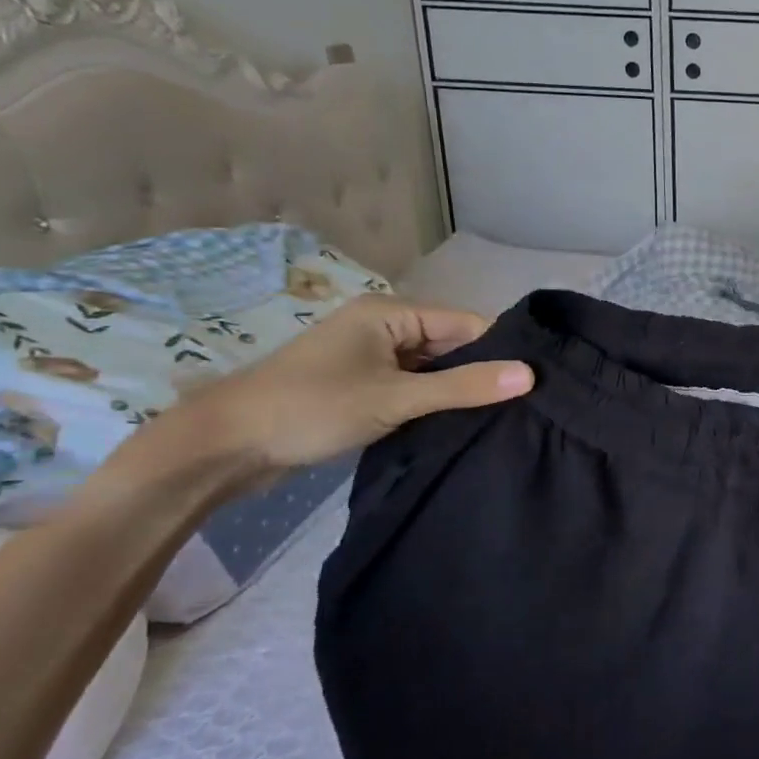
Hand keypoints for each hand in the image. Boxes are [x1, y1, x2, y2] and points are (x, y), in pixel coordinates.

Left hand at [143, 295, 532, 489]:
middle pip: (451, 344)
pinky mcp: (361, 384)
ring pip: (432, 368)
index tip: (535, 382)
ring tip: (499, 417)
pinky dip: (431, 401)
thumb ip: (464, 386)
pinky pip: (412, 385)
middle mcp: (383, 325)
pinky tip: (458, 423)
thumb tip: (530, 375)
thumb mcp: (396, 398)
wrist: (223, 446)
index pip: (468, 323)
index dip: (501, 351)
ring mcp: (370, 356)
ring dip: (456, 390)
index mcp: (391, 312)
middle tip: (523, 405)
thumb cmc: (311, 408)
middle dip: (480, 372)